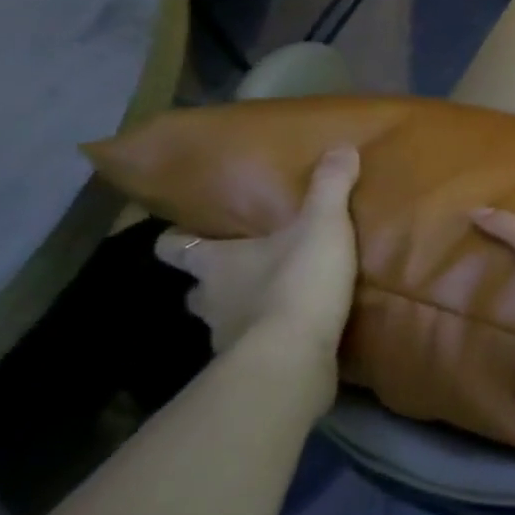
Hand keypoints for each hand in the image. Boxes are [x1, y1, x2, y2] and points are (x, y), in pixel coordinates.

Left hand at [155, 145, 360, 359]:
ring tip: (275, 304)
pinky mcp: (248, 368)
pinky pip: (252, 349)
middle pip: (196, 287)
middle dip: (215, 281)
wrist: (293, 357)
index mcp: (214, 262)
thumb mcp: (322, 227)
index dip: (178, 238)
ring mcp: (224, 338)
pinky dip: (266, 341)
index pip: (173, 247)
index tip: (190, 233)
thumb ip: (331, 188)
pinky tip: (294, 336)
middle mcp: (209, 299)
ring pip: (222, 320)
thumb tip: (342, 146)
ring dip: (241, 312)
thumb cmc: (296, 283)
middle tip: (247, 270)